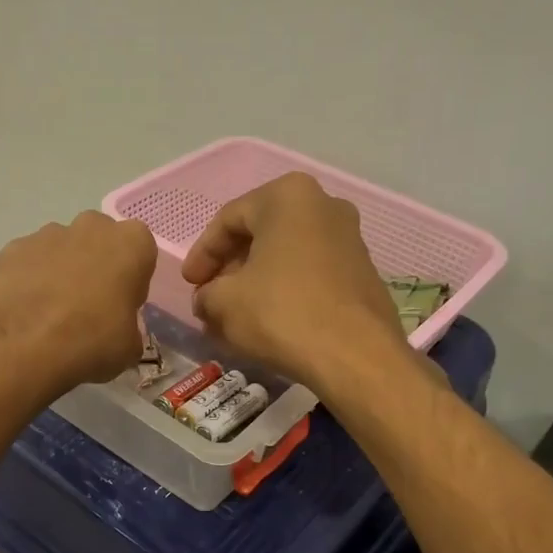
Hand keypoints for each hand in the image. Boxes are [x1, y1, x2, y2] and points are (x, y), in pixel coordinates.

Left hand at [0, 211, 157, 391]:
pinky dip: (29, 280)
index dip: (132, 279)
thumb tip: (116, 330)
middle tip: (88, 306)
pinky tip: (24, 311)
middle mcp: (91, 227)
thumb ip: (128, 327)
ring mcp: (47, 233)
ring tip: (50, 314)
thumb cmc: (90, 341)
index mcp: (131, 244)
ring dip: (61, 272)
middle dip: (96, 265)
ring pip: (63, 249)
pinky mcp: (12, 248)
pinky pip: (30, 262)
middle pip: (100, 241)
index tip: (121, 305)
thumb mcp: (129, 347)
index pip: (141, 252)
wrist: (20, 346)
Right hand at [182, 172, 406, 390]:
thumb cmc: (282, 313)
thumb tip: (207, 300)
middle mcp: (324, 205)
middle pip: (261, 234)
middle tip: (210, 298)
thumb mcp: (224, 302)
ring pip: (286, 255)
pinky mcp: (363, 272)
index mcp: (288, 196)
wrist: (355, 355)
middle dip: (230, 268)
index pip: (228, 219)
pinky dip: (285, 291)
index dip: (202, 254)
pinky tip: (270, 321)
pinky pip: (311, 274)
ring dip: (256, 282)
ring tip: (236, 314)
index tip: (190, 285)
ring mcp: (350, 238)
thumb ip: (206, 294)